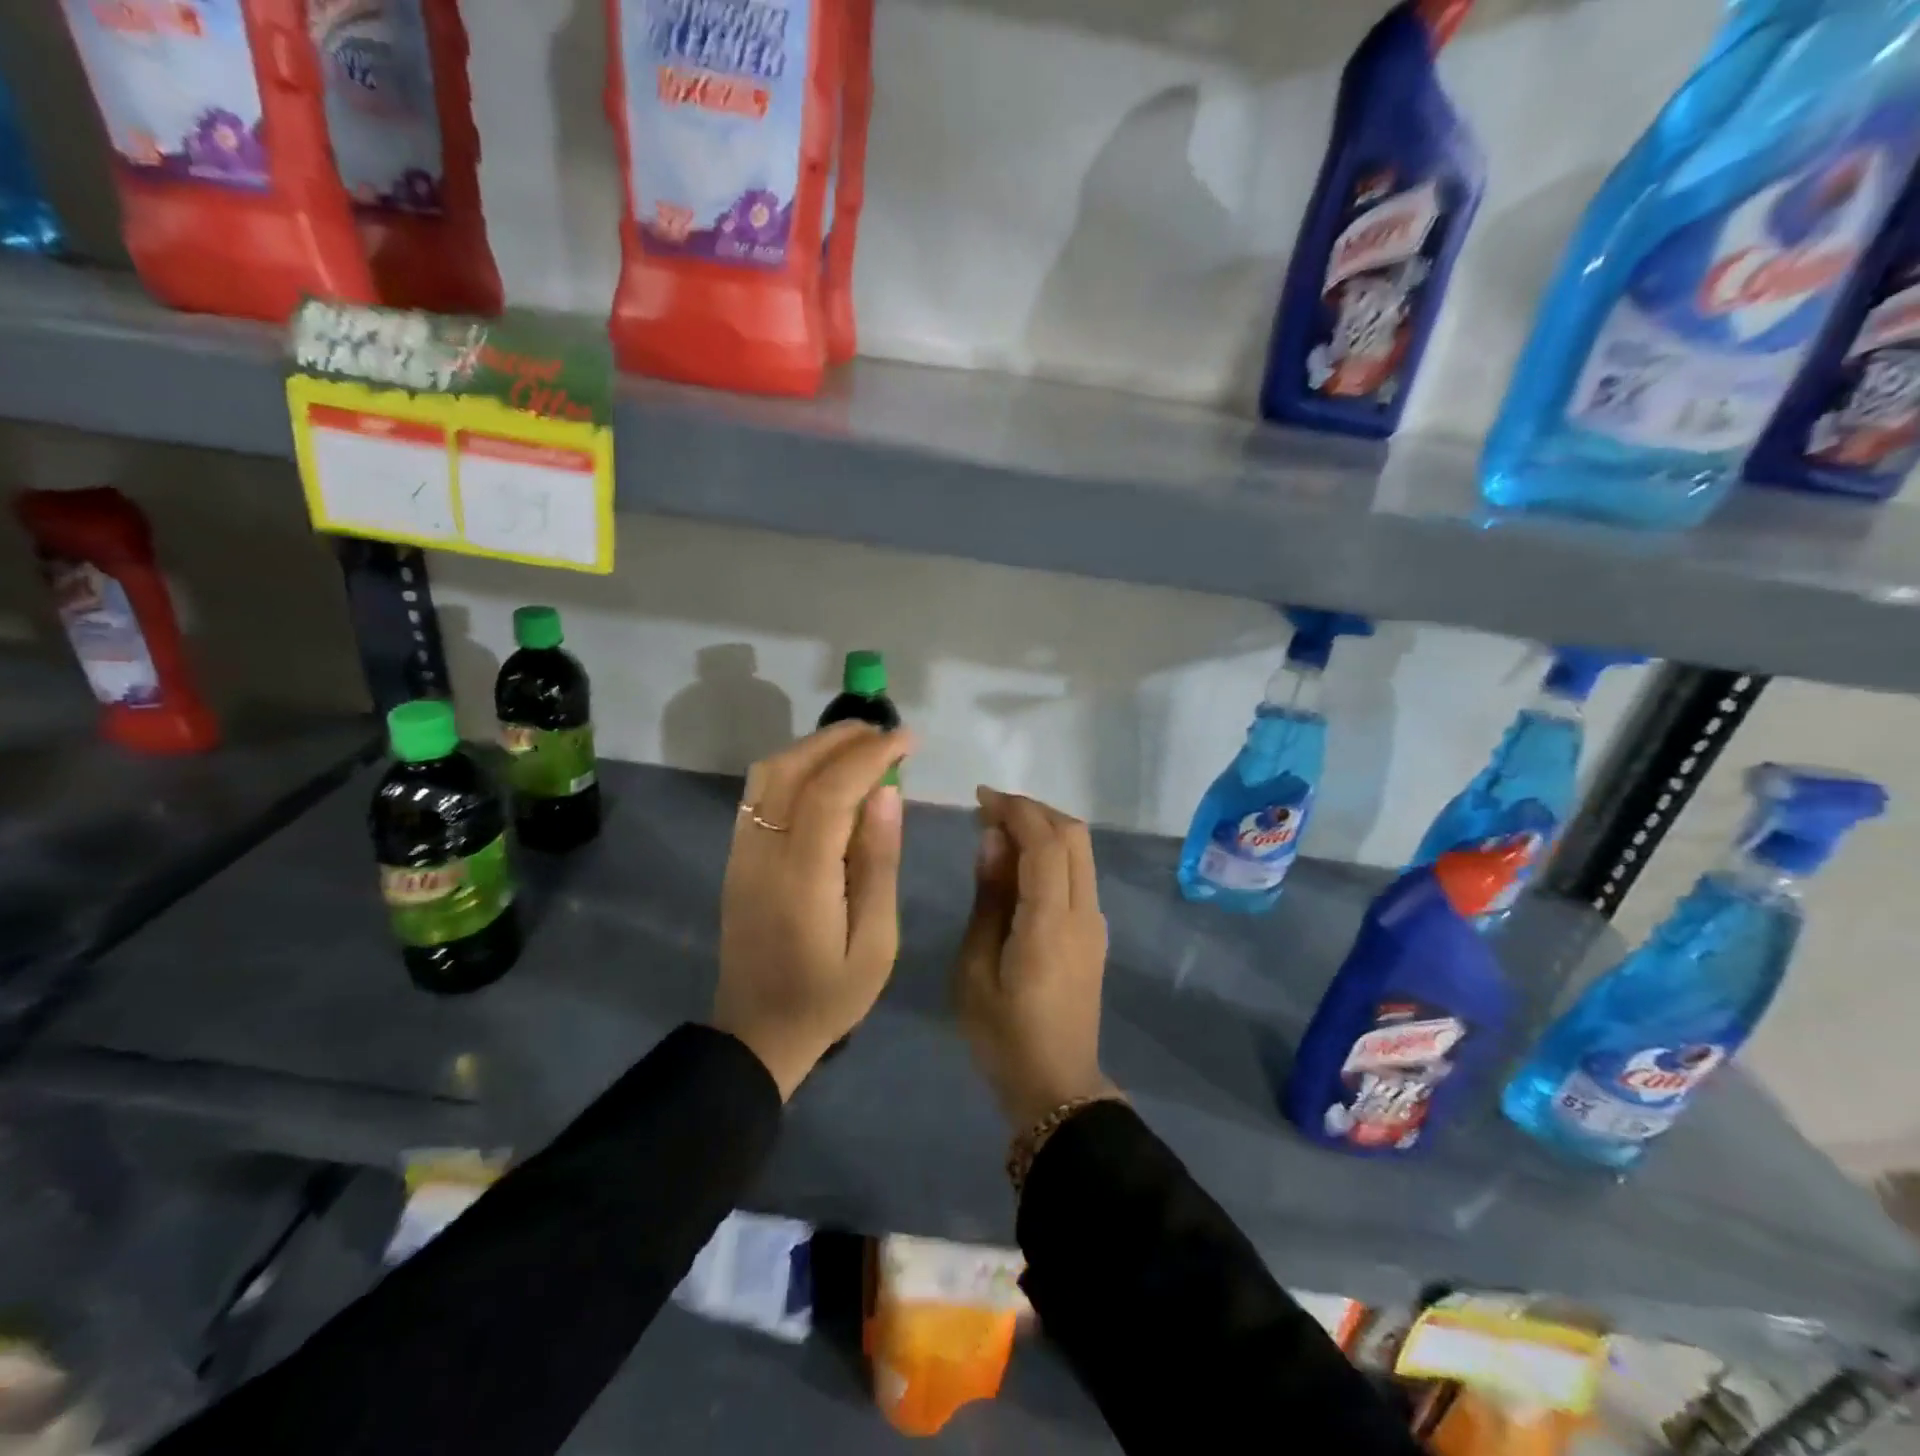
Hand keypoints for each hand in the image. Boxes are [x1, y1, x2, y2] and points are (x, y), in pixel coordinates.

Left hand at [713, 722, 914, 1098]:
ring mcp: (741, 852)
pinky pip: (760, 793)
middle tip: (888, 734)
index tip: (908, 740)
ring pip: (769, 773)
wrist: (757, 1034)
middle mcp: (762, 853)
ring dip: (815, 747)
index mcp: (801, 878)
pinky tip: (826, 774)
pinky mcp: (736, 857)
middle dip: (842, 739)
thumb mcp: (875, 942)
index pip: (830, 791)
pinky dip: (794, 766)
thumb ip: (879, 862)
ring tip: (861, 746)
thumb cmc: (829, 996)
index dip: (870, 755)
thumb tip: (887, 793)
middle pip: (793, 769)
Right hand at [954, 787, 1114, 1130]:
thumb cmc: (1003, 1034)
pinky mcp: (1094, 933)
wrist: (1057, 1088)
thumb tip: (992, 840)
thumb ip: (988, 898)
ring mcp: (1095, 922)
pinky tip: (1019, 864)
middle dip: (1033, 810)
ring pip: (1081, 851)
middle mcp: (1083, 912)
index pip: (1044, 842)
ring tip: (1000, 831)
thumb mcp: (975, 968)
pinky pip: (1079, 873)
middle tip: (989, 810)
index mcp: (1051, 921)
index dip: (1015, 809)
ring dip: (1045, 829)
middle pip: (1073, 835)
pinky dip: (1053, 852)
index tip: (980, 797)